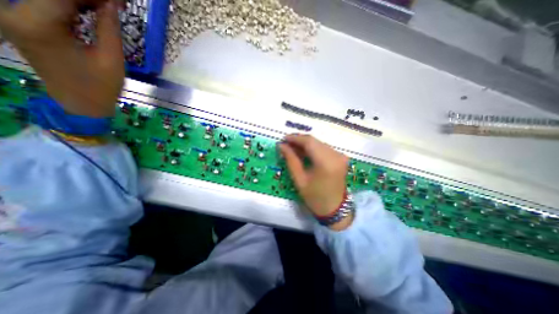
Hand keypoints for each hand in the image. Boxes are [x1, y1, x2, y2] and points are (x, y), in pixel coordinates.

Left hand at [0, 0, 122, 115]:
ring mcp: (13, 16)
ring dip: (80, 2)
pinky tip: (92, 10)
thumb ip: (109, 27)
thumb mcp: (111, 58)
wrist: (82, 104)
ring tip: (107, 8)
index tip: (118, 1)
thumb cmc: (101, 86)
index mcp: (36, 23)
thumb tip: (112, 3)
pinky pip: (46, 5)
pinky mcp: (22, 23)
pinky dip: (71, 6)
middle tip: (114, 5)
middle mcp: (13, 12)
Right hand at [280, 134, 352, 229]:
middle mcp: (336, 155)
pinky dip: (314, 148)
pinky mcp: (341, 157)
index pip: (309, 142)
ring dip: (306, 144)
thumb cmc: (314, 197)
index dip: (295, 138)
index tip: (284, 139)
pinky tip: (305, 153)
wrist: (334, 209)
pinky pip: (324, 148)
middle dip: (299, 141)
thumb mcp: (299, 179)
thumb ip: (291, 160)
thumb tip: (282, 145)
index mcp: (326, 162)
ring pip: (319, 143)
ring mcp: (340, 156)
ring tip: (293, 149)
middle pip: (315, 141)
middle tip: (287, 144)